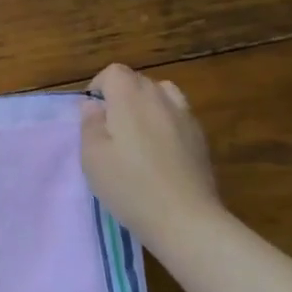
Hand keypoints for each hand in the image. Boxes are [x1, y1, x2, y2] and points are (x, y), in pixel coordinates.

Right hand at [80, 63, 222, 250]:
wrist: (185, 219)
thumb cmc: (129, 186)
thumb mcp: (92, 157)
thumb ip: (90, 124)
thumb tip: (94, 105)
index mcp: (130, 98)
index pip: (114, 71)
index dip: (99, 86)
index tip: (92, 113)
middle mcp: (160, 99)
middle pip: (139, 80)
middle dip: (121, 94)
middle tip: (110, 127)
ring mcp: (186, 118)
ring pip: (163, 94)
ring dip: (147, 104)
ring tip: (137, 133)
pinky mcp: (201, 139)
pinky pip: (179, 116)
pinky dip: (166, 122)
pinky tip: (160, 151)